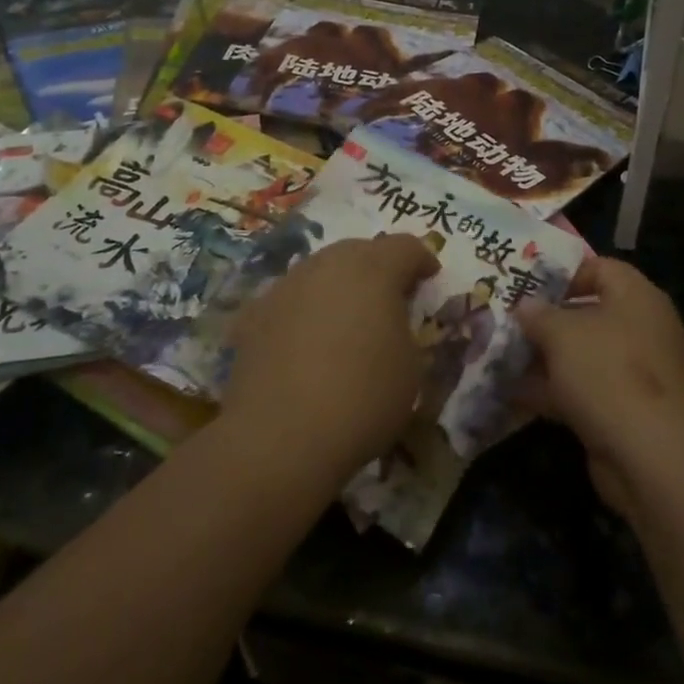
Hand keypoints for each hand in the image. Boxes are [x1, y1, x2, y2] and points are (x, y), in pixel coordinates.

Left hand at [222, 234, 437, 484]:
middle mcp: (327, 265)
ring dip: (337, 287)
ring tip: (345, 320)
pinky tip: (304, 342)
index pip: (405, 247)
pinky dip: (302, 312)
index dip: (421, 260)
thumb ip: (405, 328)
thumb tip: (390, 322)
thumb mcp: (411, 366)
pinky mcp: (254, 315)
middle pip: (359, 251)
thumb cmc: (363, 397)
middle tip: (389, 297)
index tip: (429, 278)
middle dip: (378, 267)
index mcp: (374, 269)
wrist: (281, 437)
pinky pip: (289, 301)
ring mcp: (286, 286)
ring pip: (320, 272)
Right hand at [516, 257, 683, 518]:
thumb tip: (525, 306)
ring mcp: (638, 372)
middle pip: (589, 313)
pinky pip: (586, 389)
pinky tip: (515, 395)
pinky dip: (555, 391)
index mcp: (637, 296)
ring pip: (584, 355)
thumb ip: (538, 315)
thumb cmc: (607, 372)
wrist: (651, 455)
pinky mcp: (629, 410)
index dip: (562, 274)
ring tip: (502, 358)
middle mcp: (642, 328)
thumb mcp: (562, 334)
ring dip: (546, 358)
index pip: (599, 267)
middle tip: (508, 323)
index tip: (527, 287)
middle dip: (547, 321)